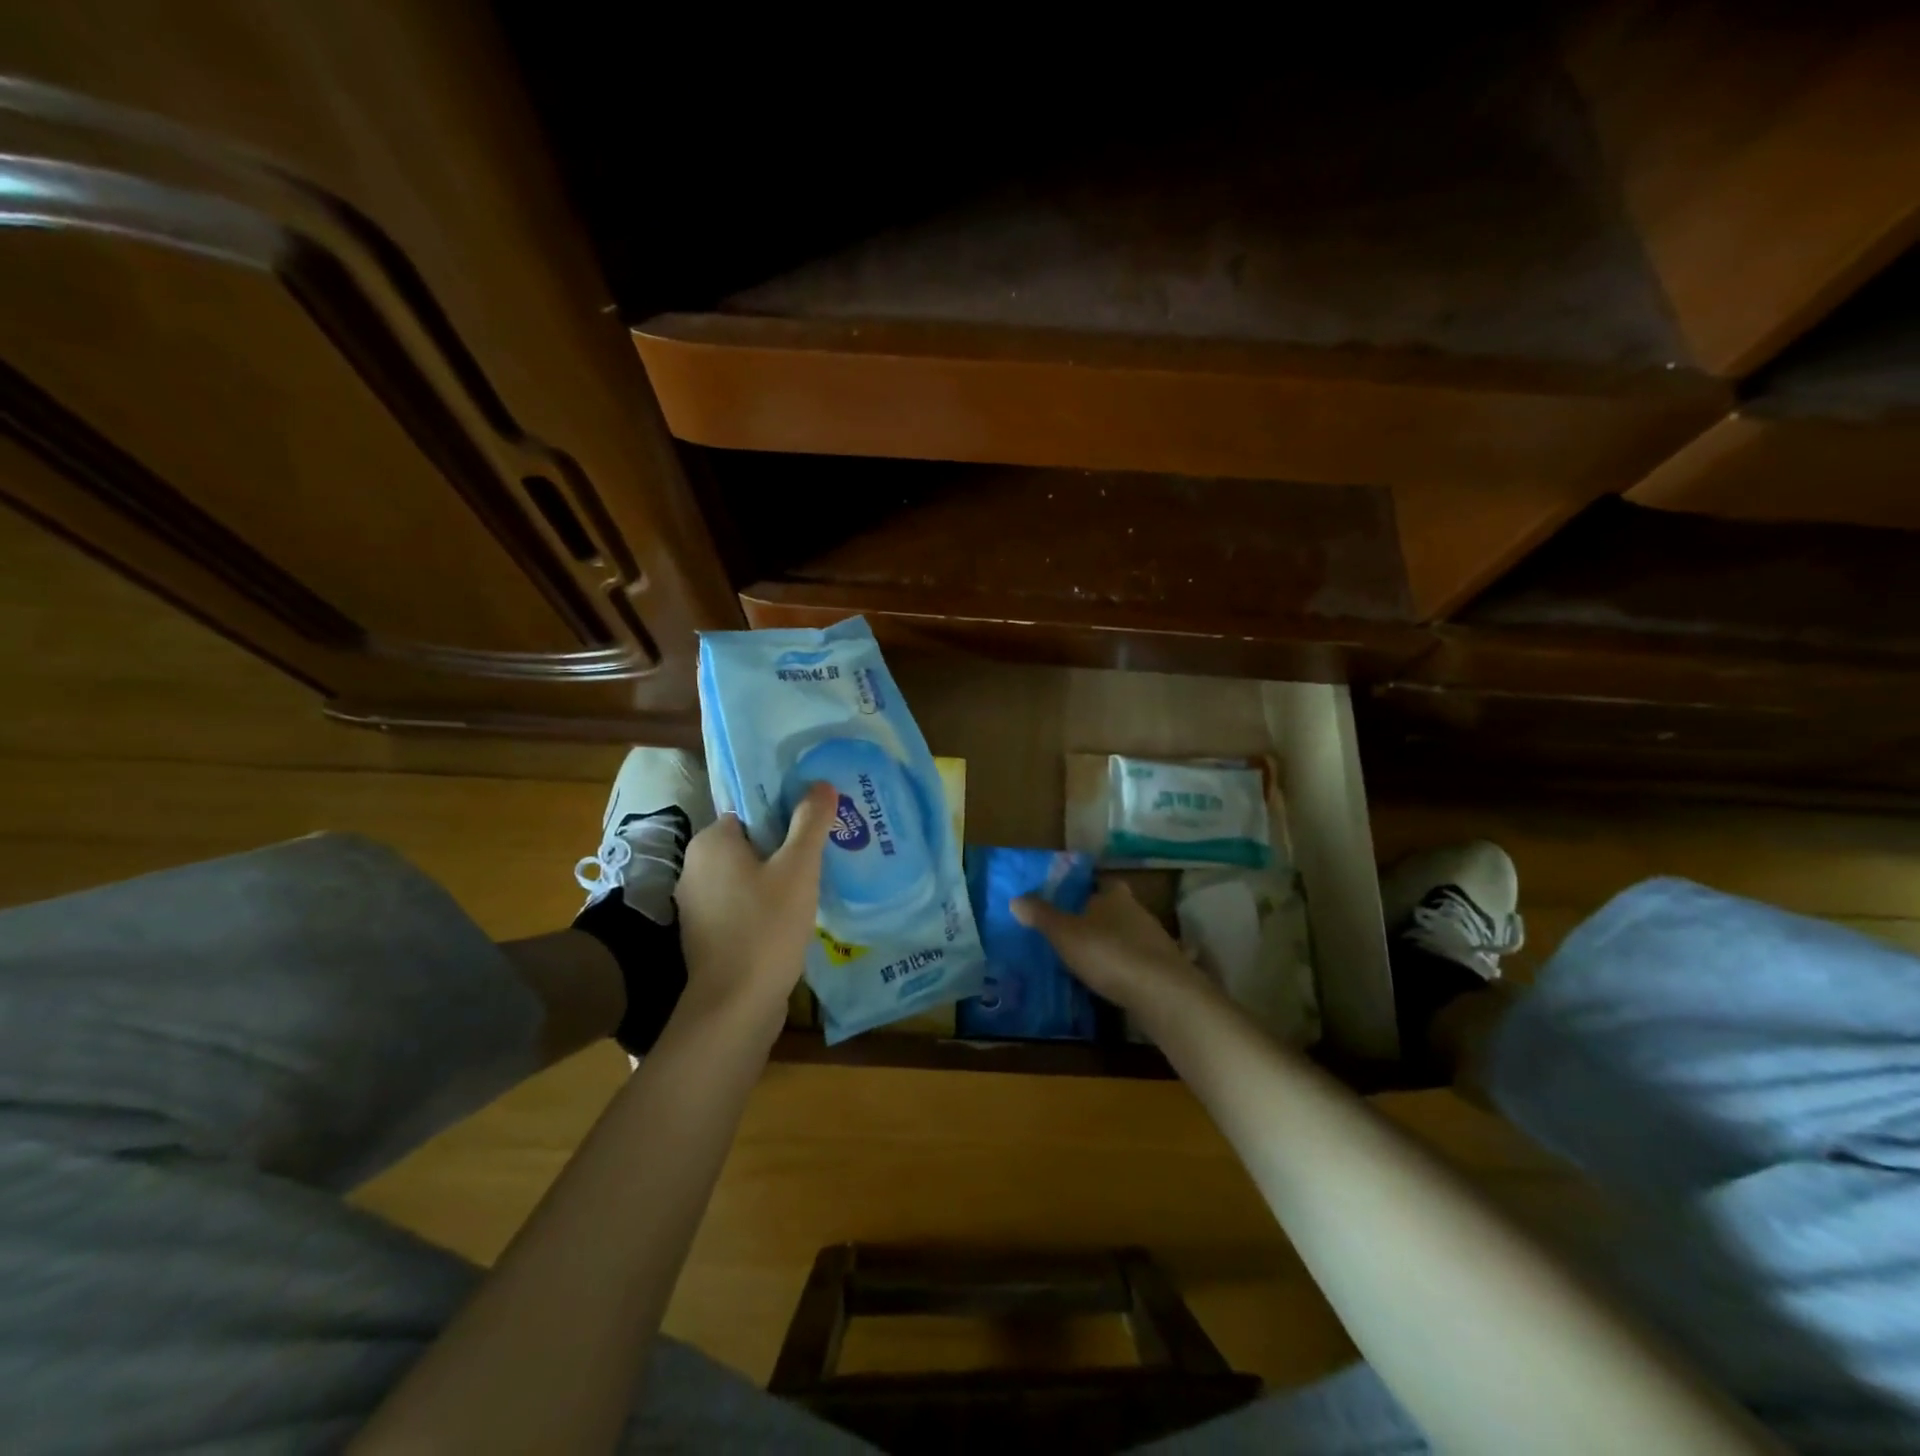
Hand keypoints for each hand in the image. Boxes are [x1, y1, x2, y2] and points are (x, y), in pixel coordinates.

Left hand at [673, 783, 834, 1036]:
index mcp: (712, 842)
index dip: (786, 811)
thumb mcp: (798, 869)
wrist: (735, 1006)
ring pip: (749, 875)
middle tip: (827, 847)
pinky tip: (797, 911)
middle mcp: (696, 867)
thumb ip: (810, 823)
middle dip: (787, 844)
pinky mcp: (708, 933)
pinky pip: (744, 902)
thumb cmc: (766, 927)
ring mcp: (699, 904)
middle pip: (752, 842)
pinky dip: (767, 902)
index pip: (751, 810)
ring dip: (779, 876)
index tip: (818, 820)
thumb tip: (822, 784)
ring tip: (820, 877)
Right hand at [1011, 880, 1214, 1013]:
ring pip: (1130, 934)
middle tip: (1076, 931)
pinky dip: (1128, 967)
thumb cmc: (1108, 953)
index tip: (1072, 900)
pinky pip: (1141, 961)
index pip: (1101, 883)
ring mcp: (1156, 939)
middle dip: (1100, 918)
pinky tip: (1115, 981)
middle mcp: (1138, 910)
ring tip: (1092, 959)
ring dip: (1115, 943)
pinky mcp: (1166, 967)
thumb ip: (1042, 916)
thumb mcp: (1065, 934)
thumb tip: (1016, 898)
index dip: (1087, 889)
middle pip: (1117, 908)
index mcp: (1114, 896)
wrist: (1161, 992)